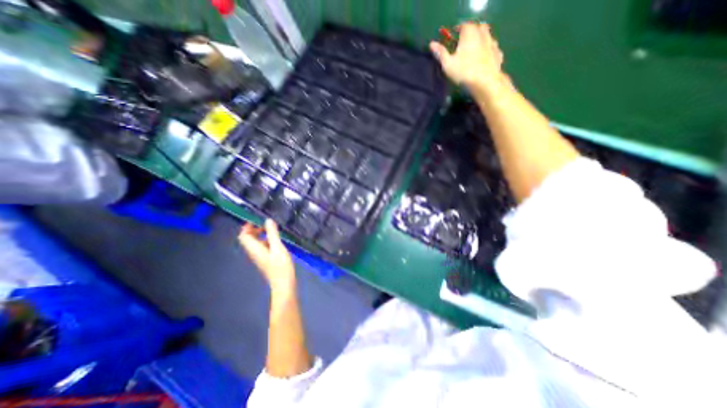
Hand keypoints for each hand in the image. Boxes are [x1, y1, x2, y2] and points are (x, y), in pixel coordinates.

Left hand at [238, 219, 294, 292]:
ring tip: (273, 230)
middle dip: (255, 229)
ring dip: (261, 234)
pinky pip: (262, 246)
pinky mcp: (266, 259)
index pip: (243, 236)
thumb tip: (268, 220)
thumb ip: (272, 233)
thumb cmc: (280, 266)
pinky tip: (277, 240)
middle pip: (248, 238)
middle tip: (266, 224)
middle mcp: (254, 252)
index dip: (247, 226)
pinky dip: (266, 240)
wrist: (284, 283)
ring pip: (256, 242)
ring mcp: (260, 256)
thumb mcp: (278, 247)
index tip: (257, 219)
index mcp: (254, 249)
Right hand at [431, 23, 506, 92]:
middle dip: (470, 33)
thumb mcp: (447, 64)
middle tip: (463, 44)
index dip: (457, 31)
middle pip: (477, 28)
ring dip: (480, 41)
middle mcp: (482, 34)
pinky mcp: (498, 53)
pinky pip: (492, 48)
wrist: (484, 82)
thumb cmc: (463, 72)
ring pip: (486, 36)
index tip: (453, 38)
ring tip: (473, 52)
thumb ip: (441, 53)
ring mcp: (492, 43)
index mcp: (469, 33)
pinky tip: (483, 60)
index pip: (463, 25)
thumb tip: (431, 44)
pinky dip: (487, 51)